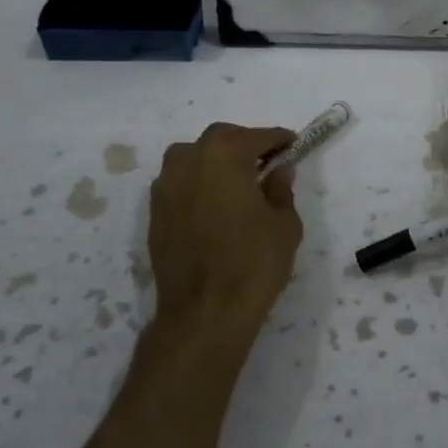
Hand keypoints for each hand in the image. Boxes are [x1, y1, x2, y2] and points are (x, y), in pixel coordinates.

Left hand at [148, 123, 303, 362]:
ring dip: (217, 162)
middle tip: (266, 164)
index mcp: (225, 154)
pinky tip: (215, 205)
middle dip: (245, 146)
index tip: (293, 145)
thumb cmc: (253, 261)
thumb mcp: (285, 224)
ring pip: (195, 158)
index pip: (257, 136)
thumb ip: (281, 190)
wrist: (204, 311)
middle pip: (221, 139)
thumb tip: (278, 172)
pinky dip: (199, 184)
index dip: (278, 139)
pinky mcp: (154, 211)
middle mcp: (189, 159)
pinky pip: (181, 183)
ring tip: (238, 184)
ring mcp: (166, 185)